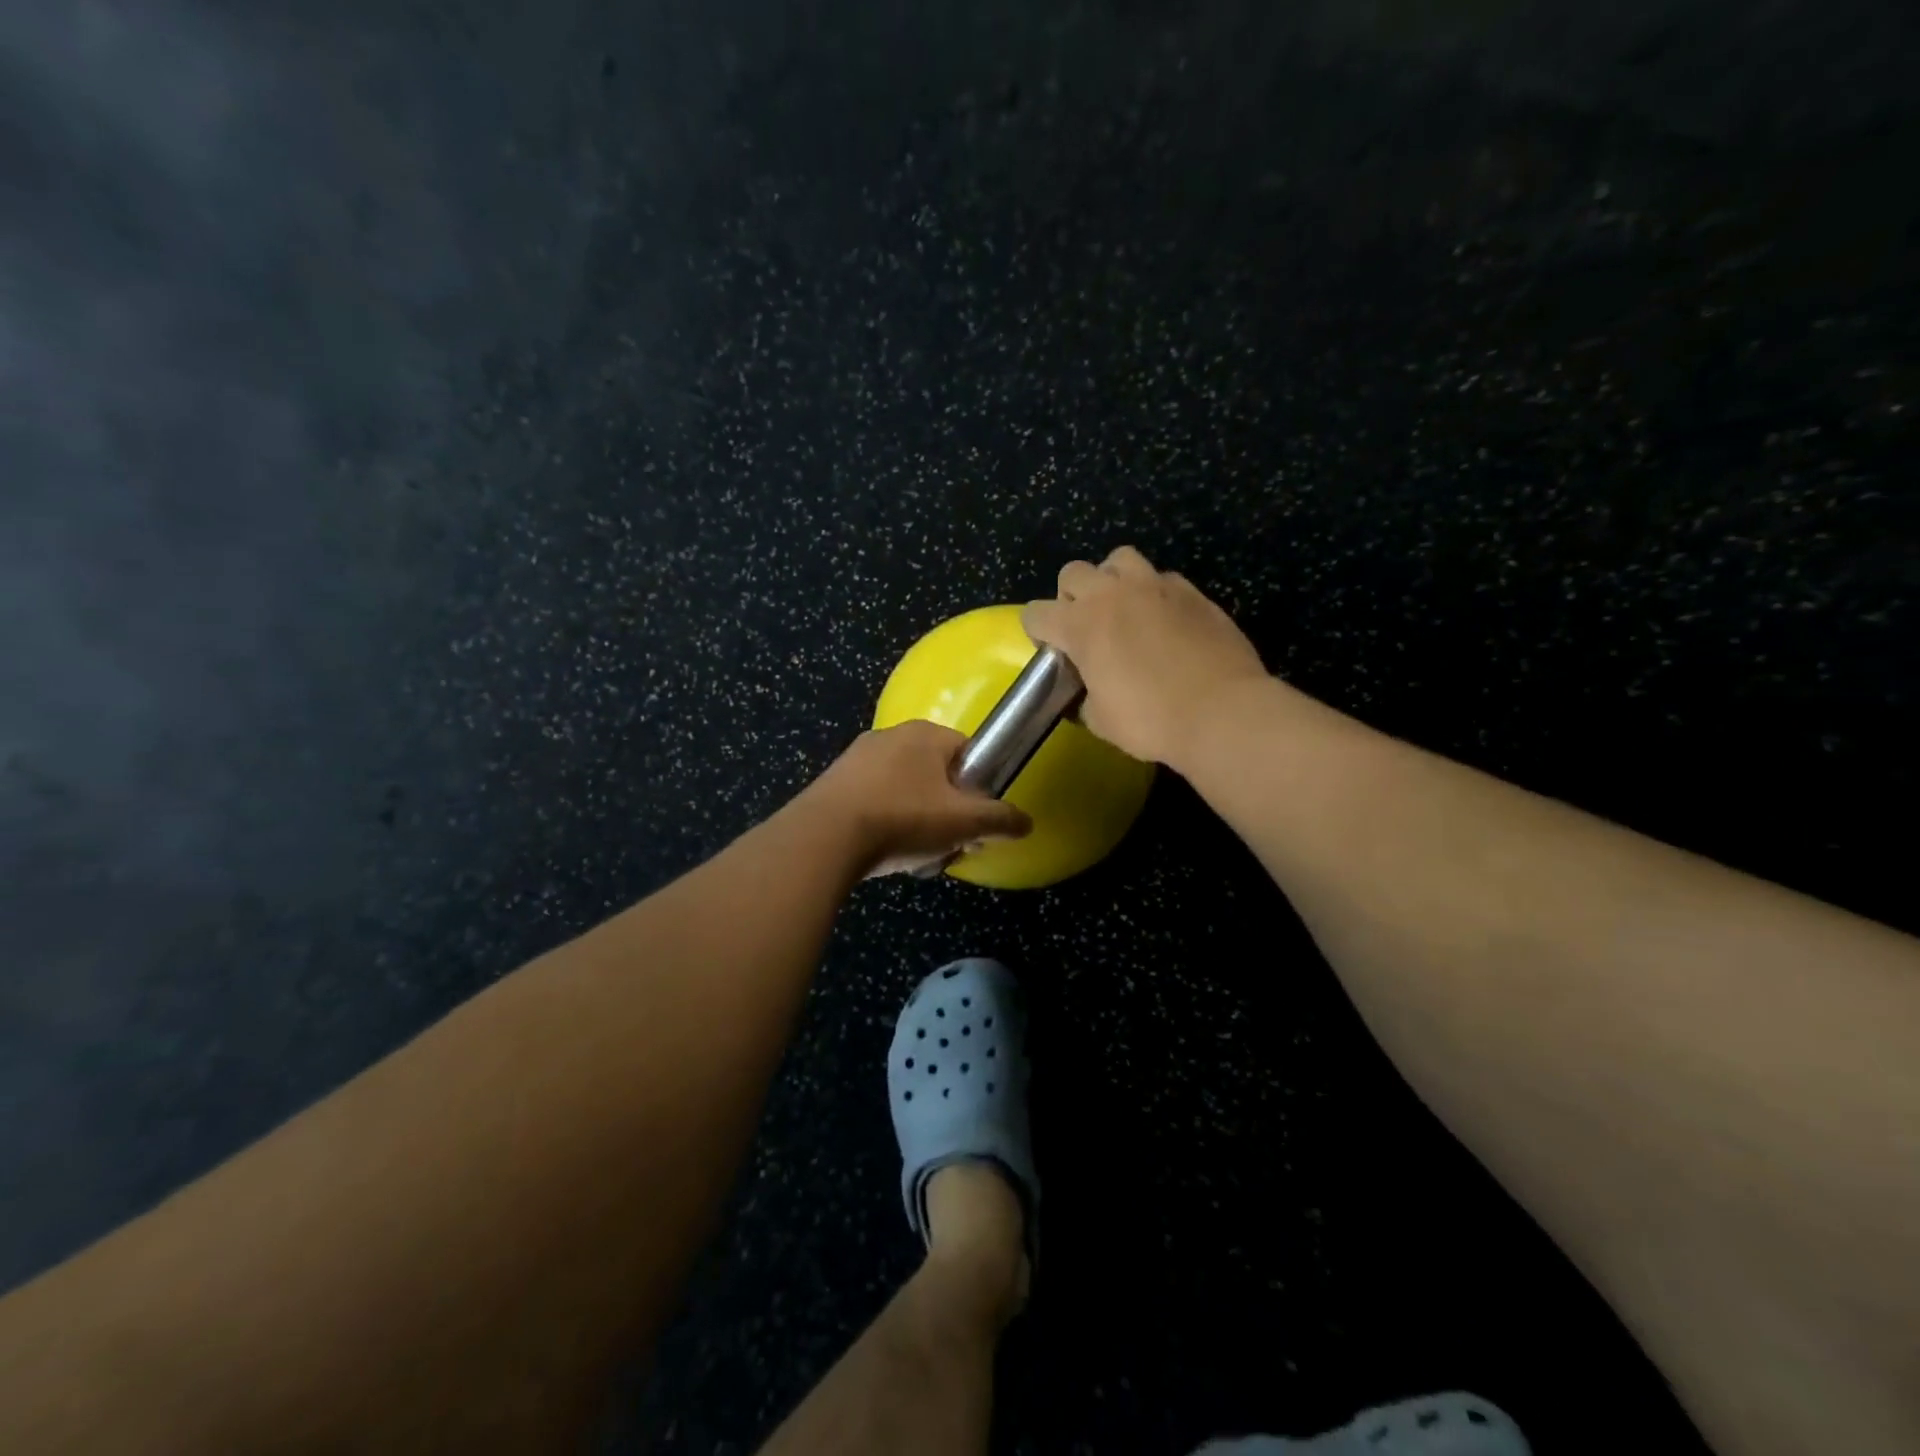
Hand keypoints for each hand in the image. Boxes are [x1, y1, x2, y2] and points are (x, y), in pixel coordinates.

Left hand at [802, 720, 1032, 876]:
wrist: (824, 838)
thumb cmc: (903, 819)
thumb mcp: (964, 822)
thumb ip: (1000, 820)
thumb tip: (1026, 822)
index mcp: (925, 733)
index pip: (967, 753)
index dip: (977, 788)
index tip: (975, 820)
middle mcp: (890, 735)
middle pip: (935, 775)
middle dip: (945, 810)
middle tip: (946, 842)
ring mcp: (856, 758)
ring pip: (904, 791)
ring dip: (916, 822)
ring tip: (914, 855)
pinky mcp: (833, 784)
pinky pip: (873, 802)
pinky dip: (884, 825)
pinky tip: (882, 853)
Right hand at [1023, 546, 1267, 767]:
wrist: (1222, 711)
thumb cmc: (1152, 720)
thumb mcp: (1101, 720)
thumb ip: (1084, 696)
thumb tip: (1087, 691)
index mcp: (1080, 625)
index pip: (1035, 613)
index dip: (1037, 632)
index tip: (1053, 652)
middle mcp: (1112, 594)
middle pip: (1073, 572)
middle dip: (1071, 596)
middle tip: (1086, 627)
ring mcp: (1155, 586)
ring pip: (1119, 559)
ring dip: (1111, 580)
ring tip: (1123, 609)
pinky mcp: (1191, 591)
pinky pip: (1161, 578)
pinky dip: (1154, 593)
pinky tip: (1164, 621)